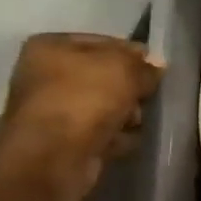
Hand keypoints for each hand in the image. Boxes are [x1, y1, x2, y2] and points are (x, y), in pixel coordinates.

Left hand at [0, 34, 161, 200]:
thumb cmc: (84, 99)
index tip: (155, 69)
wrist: (52, 158)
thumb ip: (144, 66)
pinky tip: (126, 141)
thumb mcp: (125, 69)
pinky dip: (113, 137)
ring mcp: (50, 111)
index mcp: (50, 47)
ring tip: (136, 123)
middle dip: (129, 89)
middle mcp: (44, 75)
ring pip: (102, 106)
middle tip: (146, 97)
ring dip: (124, 114)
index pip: (104, 42)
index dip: (133, 54)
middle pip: (103, 77)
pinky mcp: (59, 143)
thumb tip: (156, 68)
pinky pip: (97, 133)